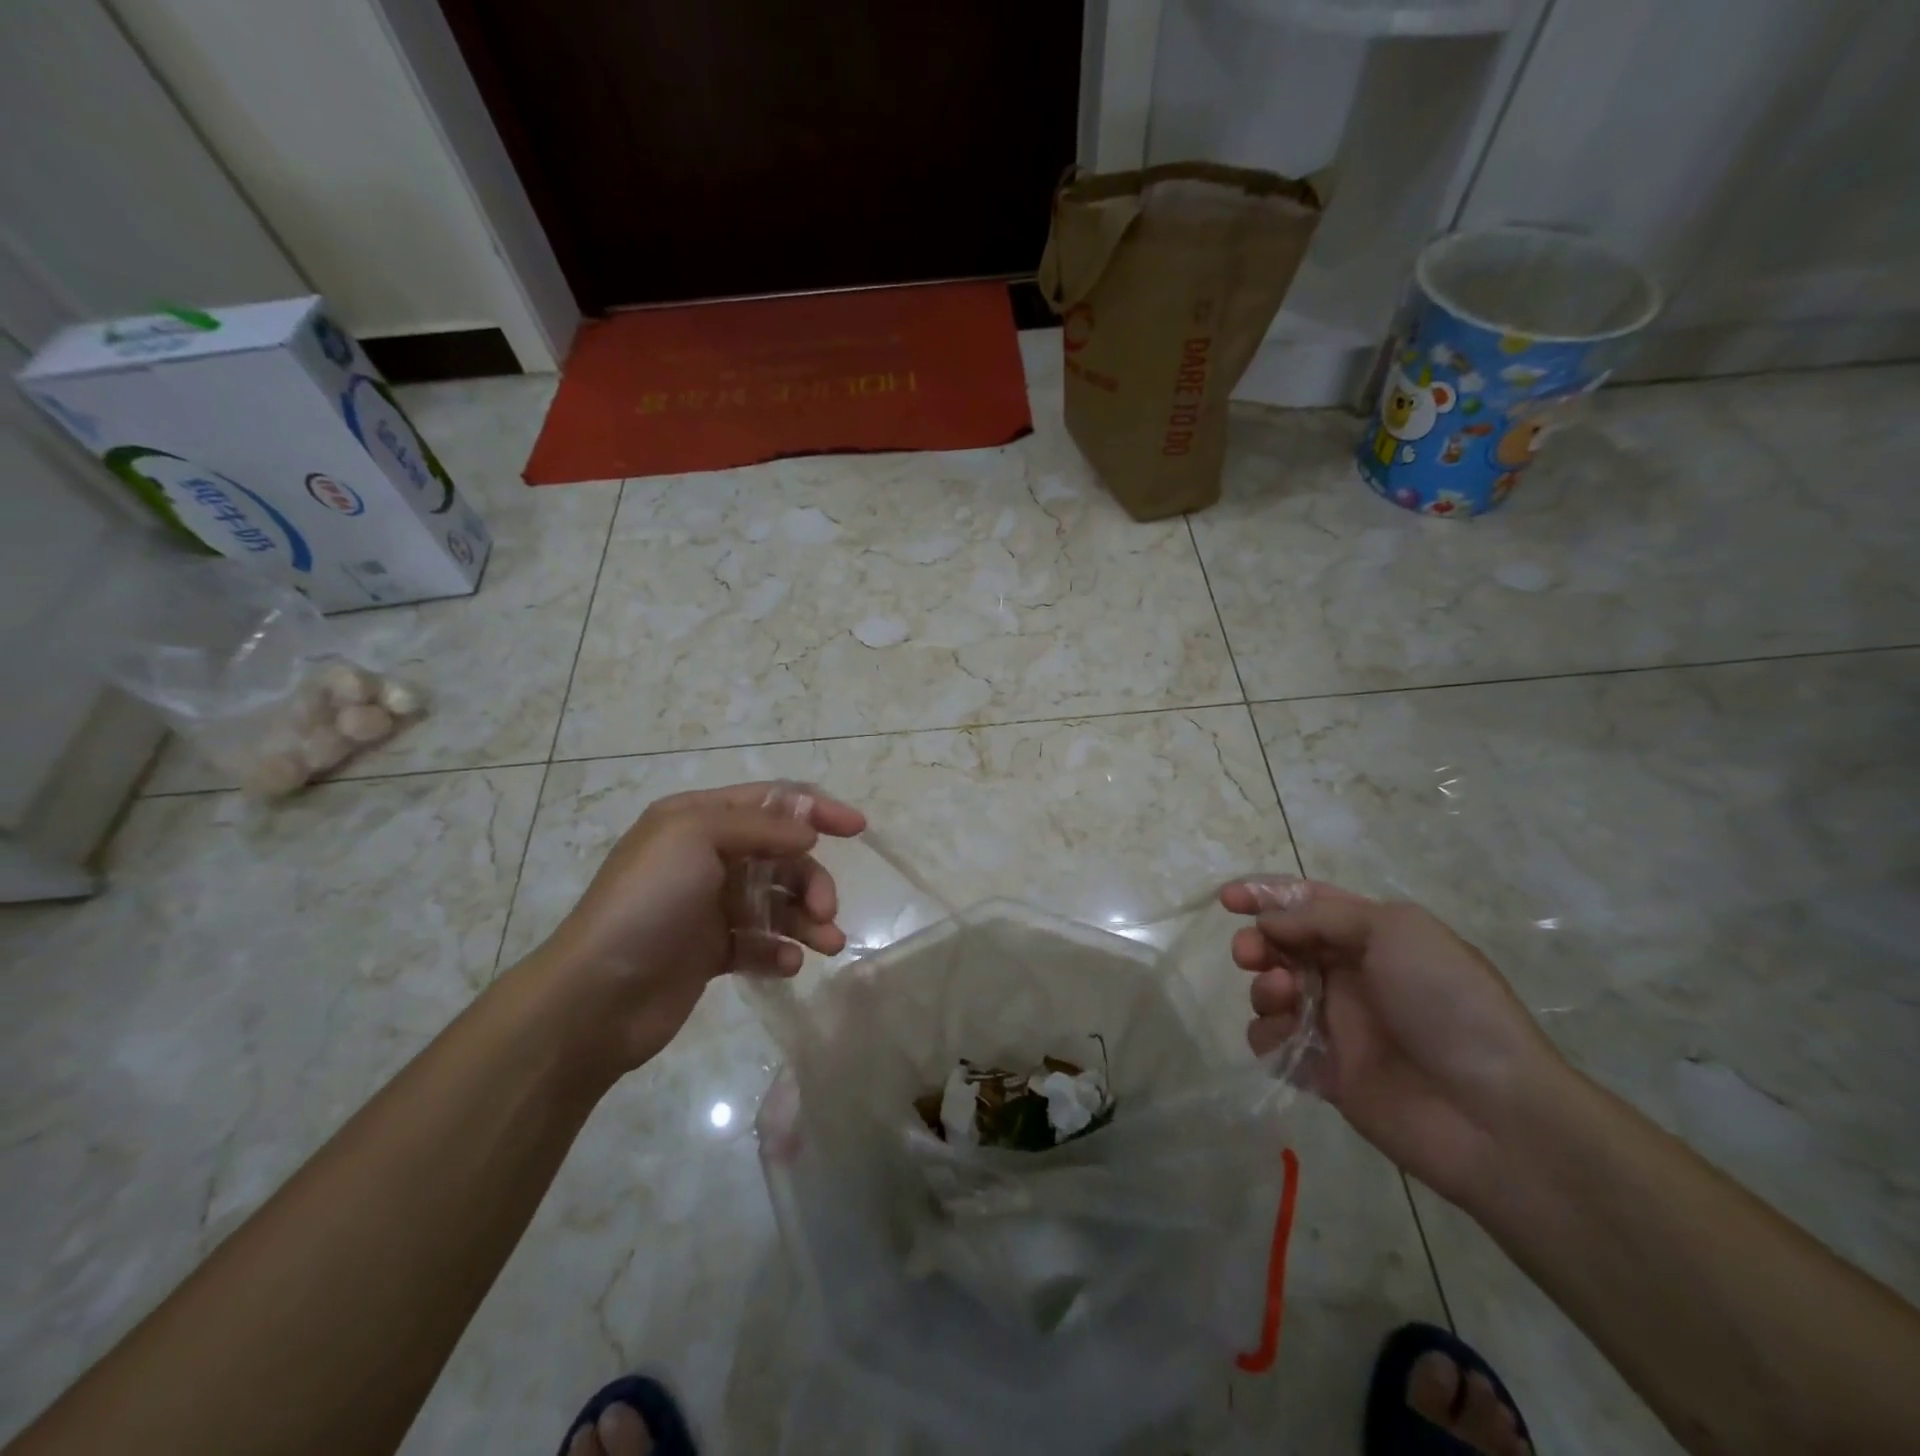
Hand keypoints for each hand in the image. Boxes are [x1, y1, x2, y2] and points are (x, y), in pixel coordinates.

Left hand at [540, 783, 865, 1075]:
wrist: (596, 995)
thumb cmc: (648, 902)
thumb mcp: (697, 837)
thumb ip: (761, 827)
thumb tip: (808, 835)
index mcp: (698, 819)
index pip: (772, 802)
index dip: (816, 809)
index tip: (858, 828)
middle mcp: (706, 857)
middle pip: (782, 856)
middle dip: (811, 880)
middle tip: (826, 910)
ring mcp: (709, 906)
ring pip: (777, 903)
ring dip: (807, 920)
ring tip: (828, 944)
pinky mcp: (711, 952)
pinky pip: (760, 944)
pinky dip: (779, 951)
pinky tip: (787, 965)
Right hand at [1222, 878, 1563, 1203]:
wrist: (1492, 1113)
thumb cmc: (1447, 1004)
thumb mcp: (1395, 930)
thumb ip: (1323, 915)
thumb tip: (1271, 924)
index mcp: (1373, 938)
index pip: (1308, 904)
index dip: (1266, 896)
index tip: (1228, 900)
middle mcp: (1352, 976)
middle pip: (1282, 946)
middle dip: (1257, 942)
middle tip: (1249, 953)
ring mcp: (1338, 1026)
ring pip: (1273, 992)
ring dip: (1264, 988)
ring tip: (1284, 999)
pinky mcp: (1327, 1073)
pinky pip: (1277, 1045)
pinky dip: (1270, 1036)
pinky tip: (1287, 1039)